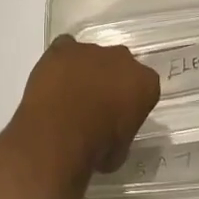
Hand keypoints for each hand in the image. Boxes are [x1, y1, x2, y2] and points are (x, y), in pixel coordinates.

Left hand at [9, 35, 160, 175]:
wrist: (58, 134)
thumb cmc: (96, 148)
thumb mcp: (120, 151)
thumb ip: (121, 132)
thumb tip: (110, 135)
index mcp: (144, 82)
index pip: (144, 86)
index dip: (131, 101)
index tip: (120, 116)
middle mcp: (122, 58)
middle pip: (120, 65)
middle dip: (110, 80)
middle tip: (96, 105)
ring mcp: (91, 50)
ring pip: (91, 56)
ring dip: (84, 71)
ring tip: (68, 97)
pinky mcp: (63, 48)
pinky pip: (65, 48)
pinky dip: (61, 61)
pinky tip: (54, 80)